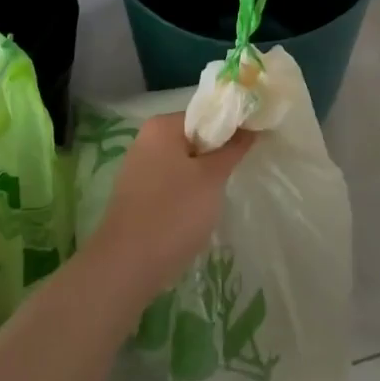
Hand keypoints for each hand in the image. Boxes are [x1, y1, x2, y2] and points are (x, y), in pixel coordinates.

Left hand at [84, 114, 254, 302]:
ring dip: (202, 176)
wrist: (126, 266)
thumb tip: (250, 127)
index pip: (206, 115)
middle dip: (216, 155)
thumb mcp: (212, 178)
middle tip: (237, 172)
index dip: (231, 127)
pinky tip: (196, 213)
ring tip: (219, 196)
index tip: (252, 144)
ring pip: (182, 163)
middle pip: (193, 137)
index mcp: (162, 126)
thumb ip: (233, 149)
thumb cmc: (174, 213)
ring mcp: (138, 168)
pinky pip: (170, 183)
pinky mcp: (135, 195)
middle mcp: (146, 140)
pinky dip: (186, 192)